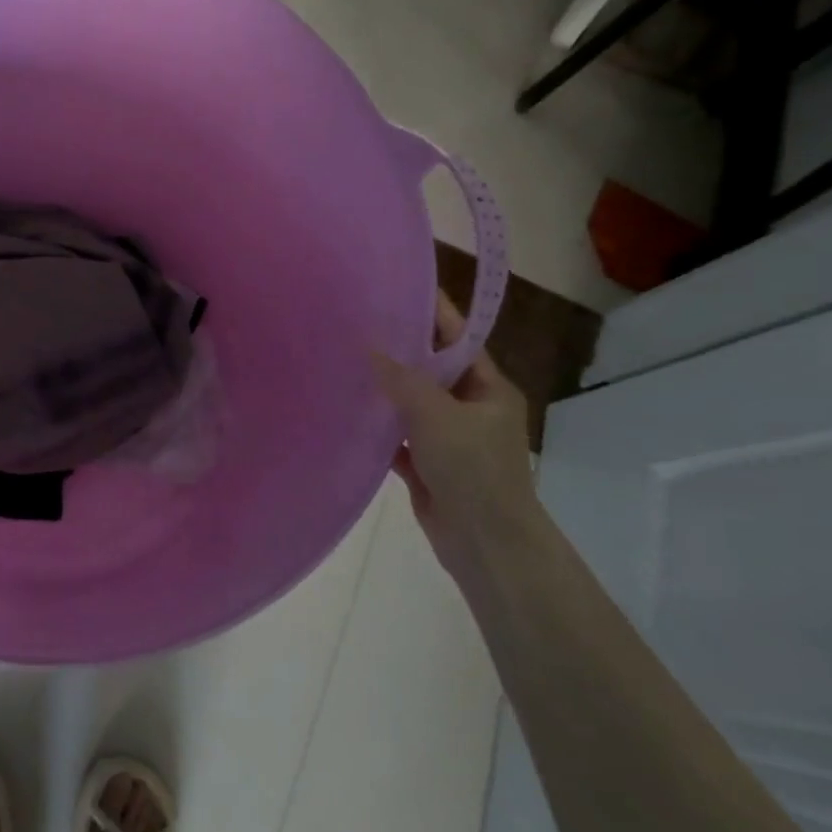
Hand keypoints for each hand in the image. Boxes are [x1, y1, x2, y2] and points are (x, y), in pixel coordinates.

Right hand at [373, 293, 537, 587]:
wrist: (485, 545)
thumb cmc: (473, 470)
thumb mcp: (437, 416)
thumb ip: (402, 380)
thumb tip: (369, 347)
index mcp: (489, 389)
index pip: (458, 338)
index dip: (433, 312)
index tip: (399, 286)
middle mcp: (470, 407)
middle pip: (431, 368)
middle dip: (399, 348)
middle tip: (356, 321)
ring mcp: (448, 437)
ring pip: (411, 402)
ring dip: (384, 388)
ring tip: (343, 358)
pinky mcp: (427, 463)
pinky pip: (397, 434)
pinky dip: (377, 425)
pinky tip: (346, 409)